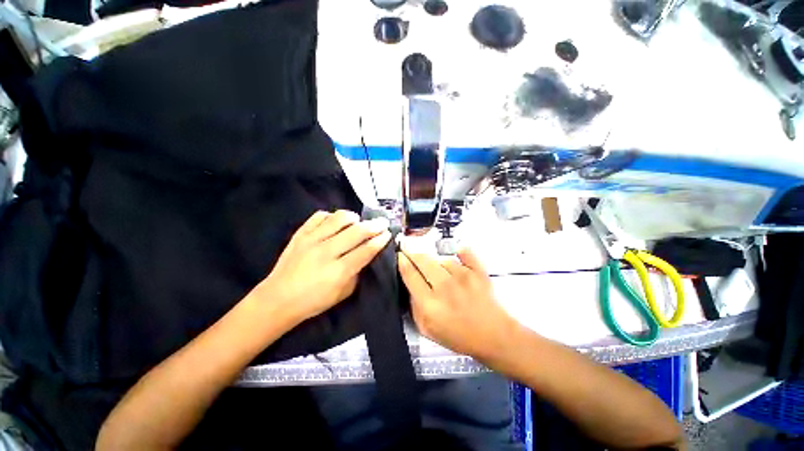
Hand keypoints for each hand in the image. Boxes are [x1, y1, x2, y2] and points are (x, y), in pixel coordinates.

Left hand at [258, 210, 391, 324]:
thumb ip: (357, 272)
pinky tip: (336, 222)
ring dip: (354, 217)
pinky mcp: (300, 234)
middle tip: (382, 222)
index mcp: (339, 271)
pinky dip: (331, 216)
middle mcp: (326, 252)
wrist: (277, 299)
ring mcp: (311, 240)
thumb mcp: (343, 293)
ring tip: (358, 221)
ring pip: (338, 218)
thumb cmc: (314, 301)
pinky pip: (319, 216)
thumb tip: (366, 254)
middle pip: (356, 232)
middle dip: (374, 225)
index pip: (366, 250)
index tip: (388, 233)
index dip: (380, 240)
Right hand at [398, 245, 521, 360]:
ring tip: (444, 275)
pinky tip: (459, 255)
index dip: (402, 261)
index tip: (399, 255)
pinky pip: (464, 253)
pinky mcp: (478, 271)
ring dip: (438, 264)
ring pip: (442, 260)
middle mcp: (445, 286)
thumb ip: (414, 307)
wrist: (494, 336)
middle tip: (410, 251)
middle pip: (423, 260)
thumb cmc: (459, 336)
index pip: (410, 274)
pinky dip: (460, 253)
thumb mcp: (427, 330)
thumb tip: (410, 285)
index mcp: (430, 304)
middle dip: (412, 253)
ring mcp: (463, 276)